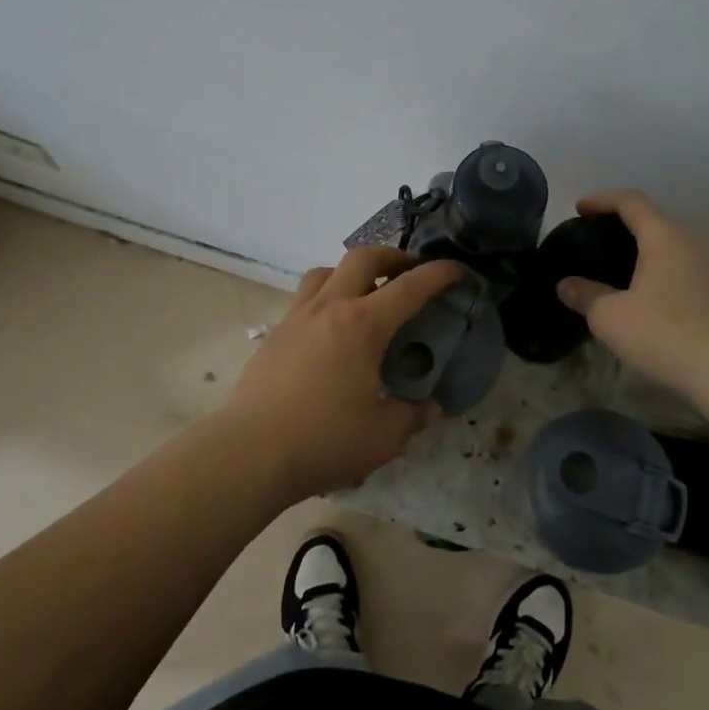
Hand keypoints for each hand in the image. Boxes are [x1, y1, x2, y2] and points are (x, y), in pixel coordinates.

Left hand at [221, 247, 462, 499]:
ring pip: (326, 271)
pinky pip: (305, 298)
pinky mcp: (275, 334)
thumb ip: (413, 417)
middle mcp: (330, 308)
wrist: (249, 453)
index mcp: (363, 325)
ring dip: (352, 272)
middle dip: (393, 257)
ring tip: (365, 294)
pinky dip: (327, 297)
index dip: (440, 274)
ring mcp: (297, 318)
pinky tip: (331, 330)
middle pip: (363, 257)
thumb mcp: (384, 437)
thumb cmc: (322, 440)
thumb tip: (431, 408)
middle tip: (410, 272)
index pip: (411, 286)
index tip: (459, 271)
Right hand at [555, 188, 708, 400]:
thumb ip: (585, 295)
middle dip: (620, 221)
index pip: (630, 201)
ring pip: (667, 243)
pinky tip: (640, 292)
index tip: (578, 209)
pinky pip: (677, 266)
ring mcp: (706, 267)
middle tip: (592, 236)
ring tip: (612, 264)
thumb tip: (566, 285)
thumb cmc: (664, 332)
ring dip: (639, 247)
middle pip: (651, 218)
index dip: (601, 199)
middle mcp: (688, 243)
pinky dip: (654, 267)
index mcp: (663, 236)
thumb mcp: (610, 317)